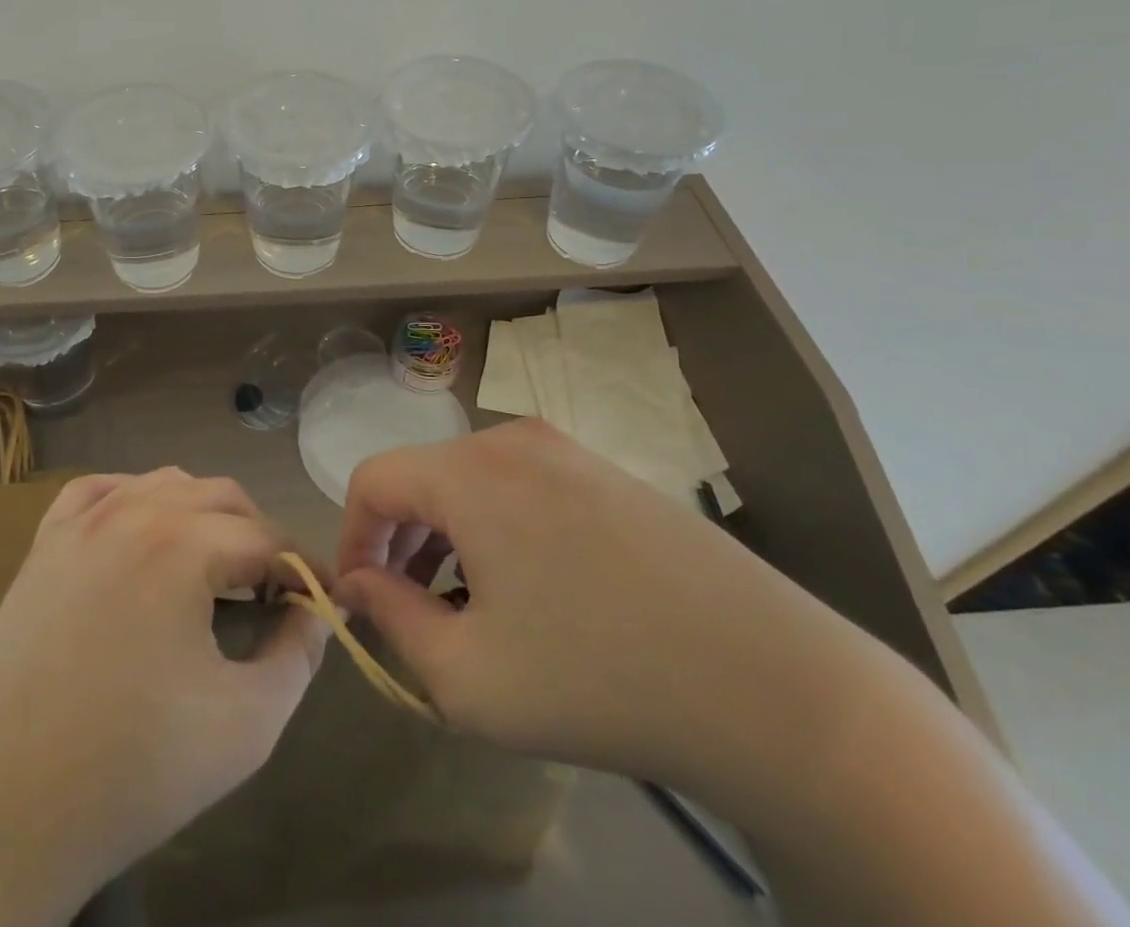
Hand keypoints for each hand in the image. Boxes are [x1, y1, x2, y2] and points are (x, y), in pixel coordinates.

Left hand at [0, 468, 328, 920]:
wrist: (4, 809)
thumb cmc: (134, 768)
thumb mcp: (248, 723)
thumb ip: (298, 655)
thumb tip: (314, 612)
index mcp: (184, 544)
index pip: (267, 539)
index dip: (302, 570)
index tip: (317, 603)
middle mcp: (134, 511)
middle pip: (222, 498)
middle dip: (258, 537)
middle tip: (268, 593)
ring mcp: (81, 522)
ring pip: (164, 483)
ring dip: (202, 515)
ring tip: (213, 568)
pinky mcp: (43, 543)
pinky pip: (100, 491)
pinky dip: (134, 499)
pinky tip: (142, 534)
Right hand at [335, 419, 857, 796]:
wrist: (775, 687)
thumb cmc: (597, 680)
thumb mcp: (468, 676)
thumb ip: (392, 619)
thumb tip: (359, 582)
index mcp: (469, 472)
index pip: (372, 480)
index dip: (354, 539)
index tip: (364, 601)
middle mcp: (513, 440)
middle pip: (424, 478)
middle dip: (404, 544)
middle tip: (419, 614)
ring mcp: (569, 451)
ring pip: (474, 483)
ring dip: (453, 538)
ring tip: (476, 610)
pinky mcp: (610, 473)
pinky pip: (525, 487)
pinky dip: (502, 530)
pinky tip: (539, 594)